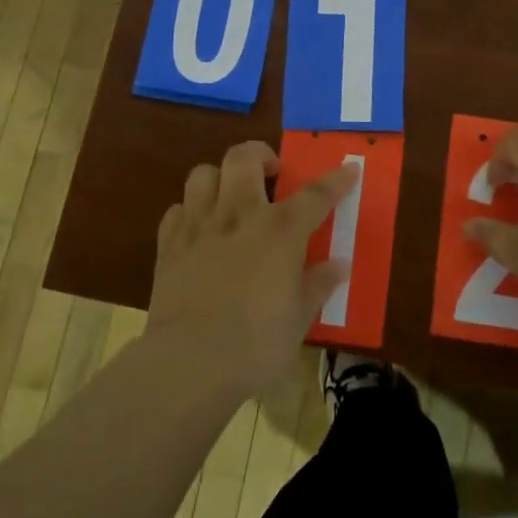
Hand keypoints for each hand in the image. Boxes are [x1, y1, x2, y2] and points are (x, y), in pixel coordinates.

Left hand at [144, 142, 356, 399]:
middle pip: (244, 158)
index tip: (349, 168)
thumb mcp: (299, 318)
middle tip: (272, 173)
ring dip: (220, 178)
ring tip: (231, 197)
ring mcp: (199, 225)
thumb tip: (338, 265)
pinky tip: (200, 231)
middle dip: (261, 155)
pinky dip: (190, 212)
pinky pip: (177, 209)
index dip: (335, 180)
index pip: (315, 195)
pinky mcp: (169, 244)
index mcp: (280, 231)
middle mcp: (239, 215)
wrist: (190, 362)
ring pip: (204, 173)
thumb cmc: (256, 344)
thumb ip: (318, 284)